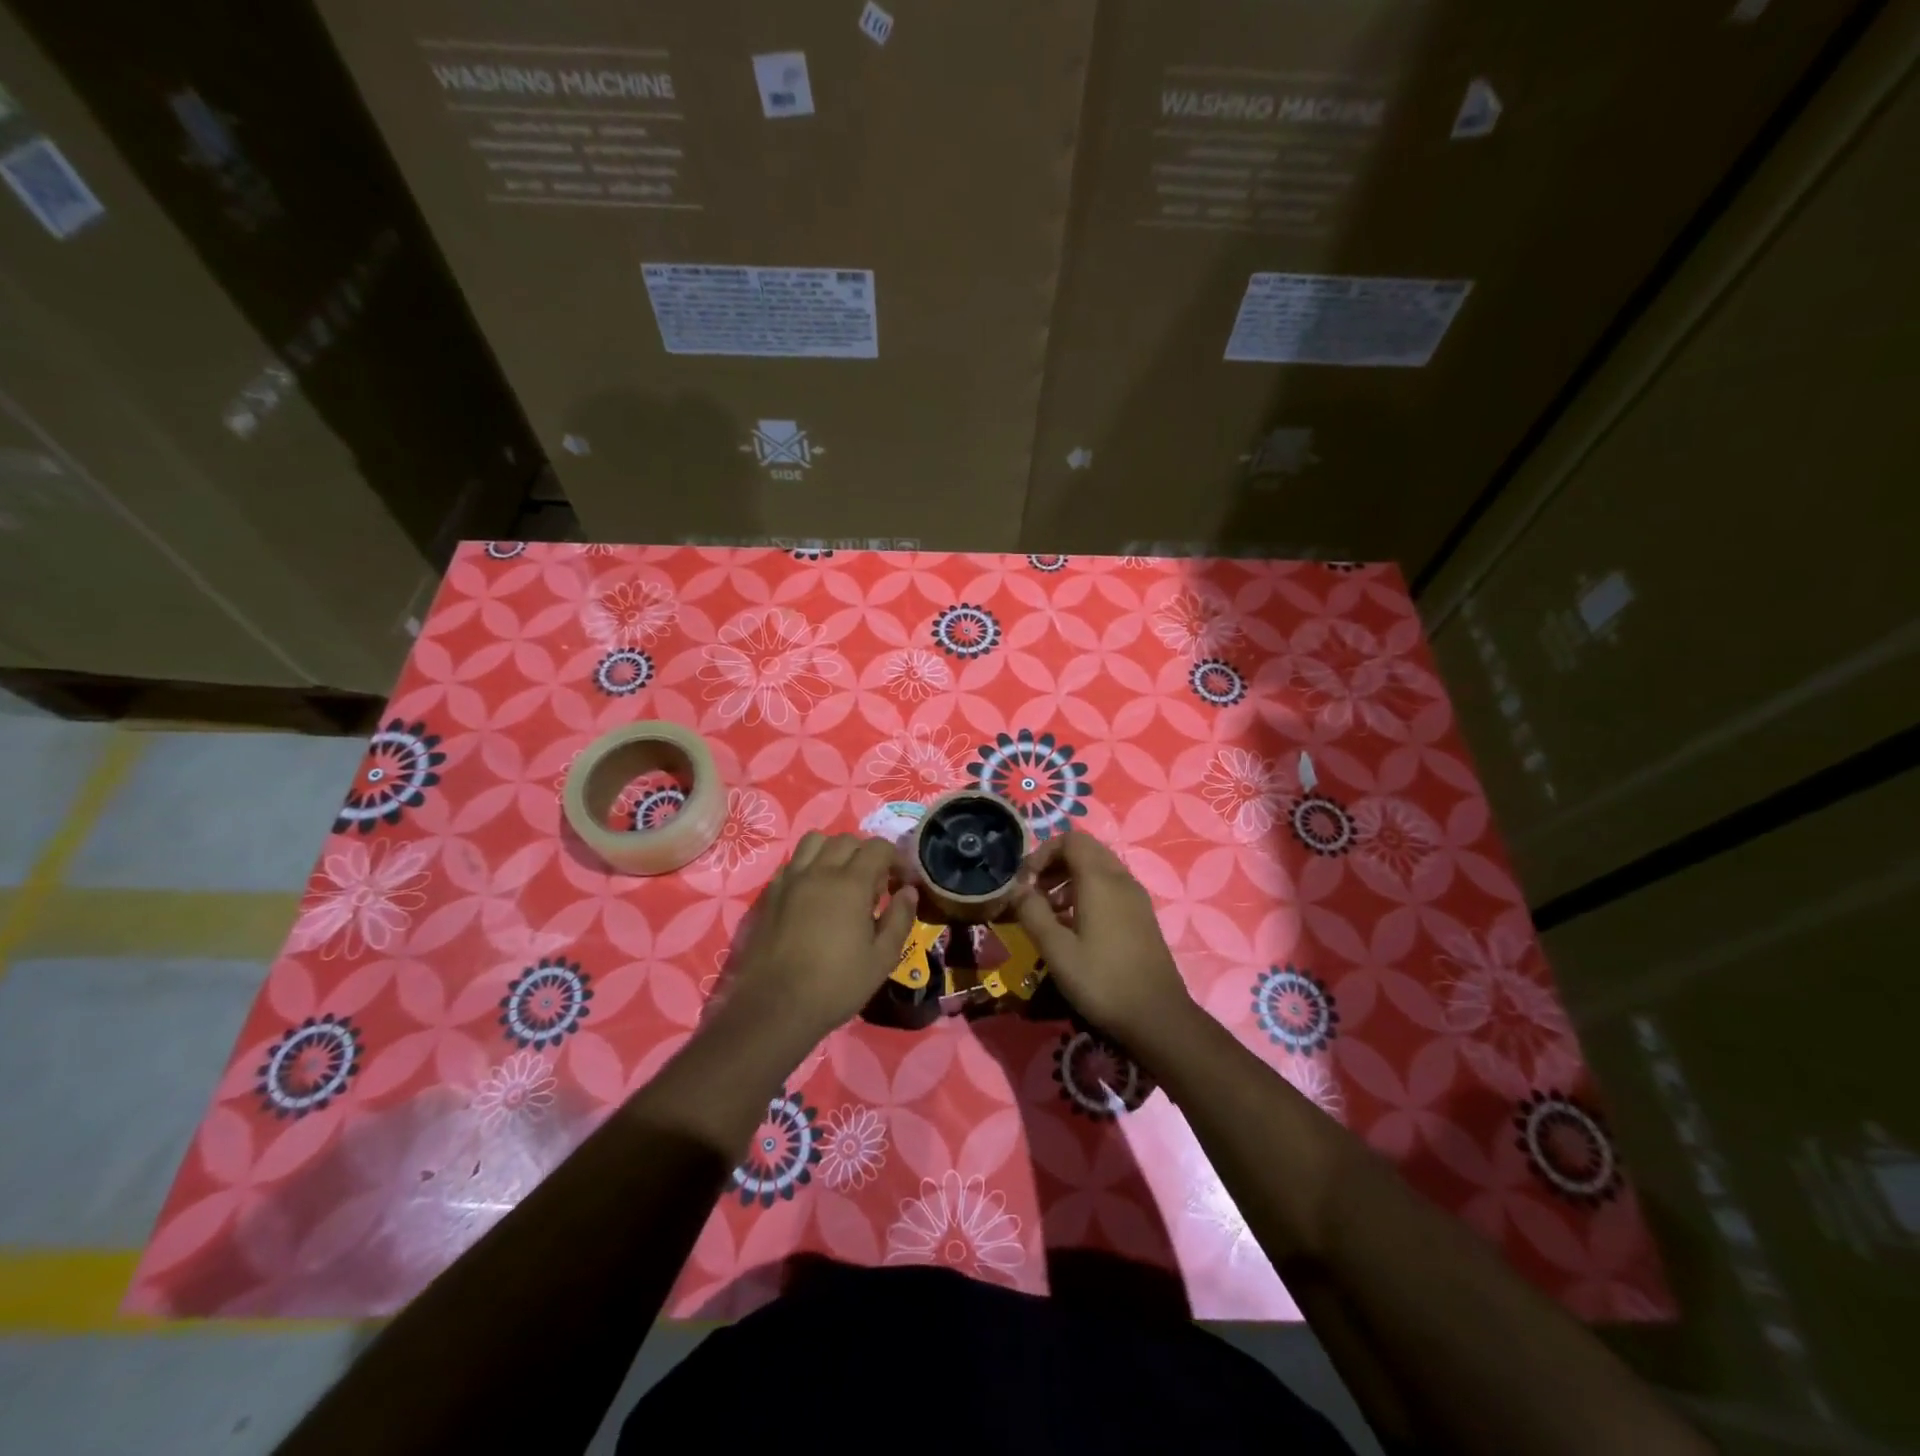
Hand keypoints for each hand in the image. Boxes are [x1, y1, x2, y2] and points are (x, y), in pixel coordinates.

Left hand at [721, 833, 917, 1045]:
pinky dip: (808, 866)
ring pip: (814, 842)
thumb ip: (899, 918)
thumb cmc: (836, 985)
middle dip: (865, 854)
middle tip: (873, 884)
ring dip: (833, 852)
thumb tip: (908, 892)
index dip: (895, 859)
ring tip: (841, 879)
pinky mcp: (770, 894)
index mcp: (851, 883)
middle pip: (846, 840)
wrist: (775, 1007)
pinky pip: (792, 863)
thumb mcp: (882, 958)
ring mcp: (790, 880)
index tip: (901, 882)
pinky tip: (813, 894)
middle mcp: (819, 872)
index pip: (877, 847)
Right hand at [1012, 832, 1195, 1046]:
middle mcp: (1121, 879)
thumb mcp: (1056, 949)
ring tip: (1049, 911)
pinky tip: (1074, 926)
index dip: (1042, 853)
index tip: (1025, 882)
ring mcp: (1136, 897)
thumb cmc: (1102, 981)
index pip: (1070, 839)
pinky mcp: (1142, 915)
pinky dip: (1088, 892)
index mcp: (1100, 880)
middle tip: (1034, 892)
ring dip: (1070, 878)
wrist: (1157, 1017)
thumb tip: (1017, 889)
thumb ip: (1033, 912)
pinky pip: (1111, 887)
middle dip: (1055, 863)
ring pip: (1099, 868)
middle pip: (1085, 850)